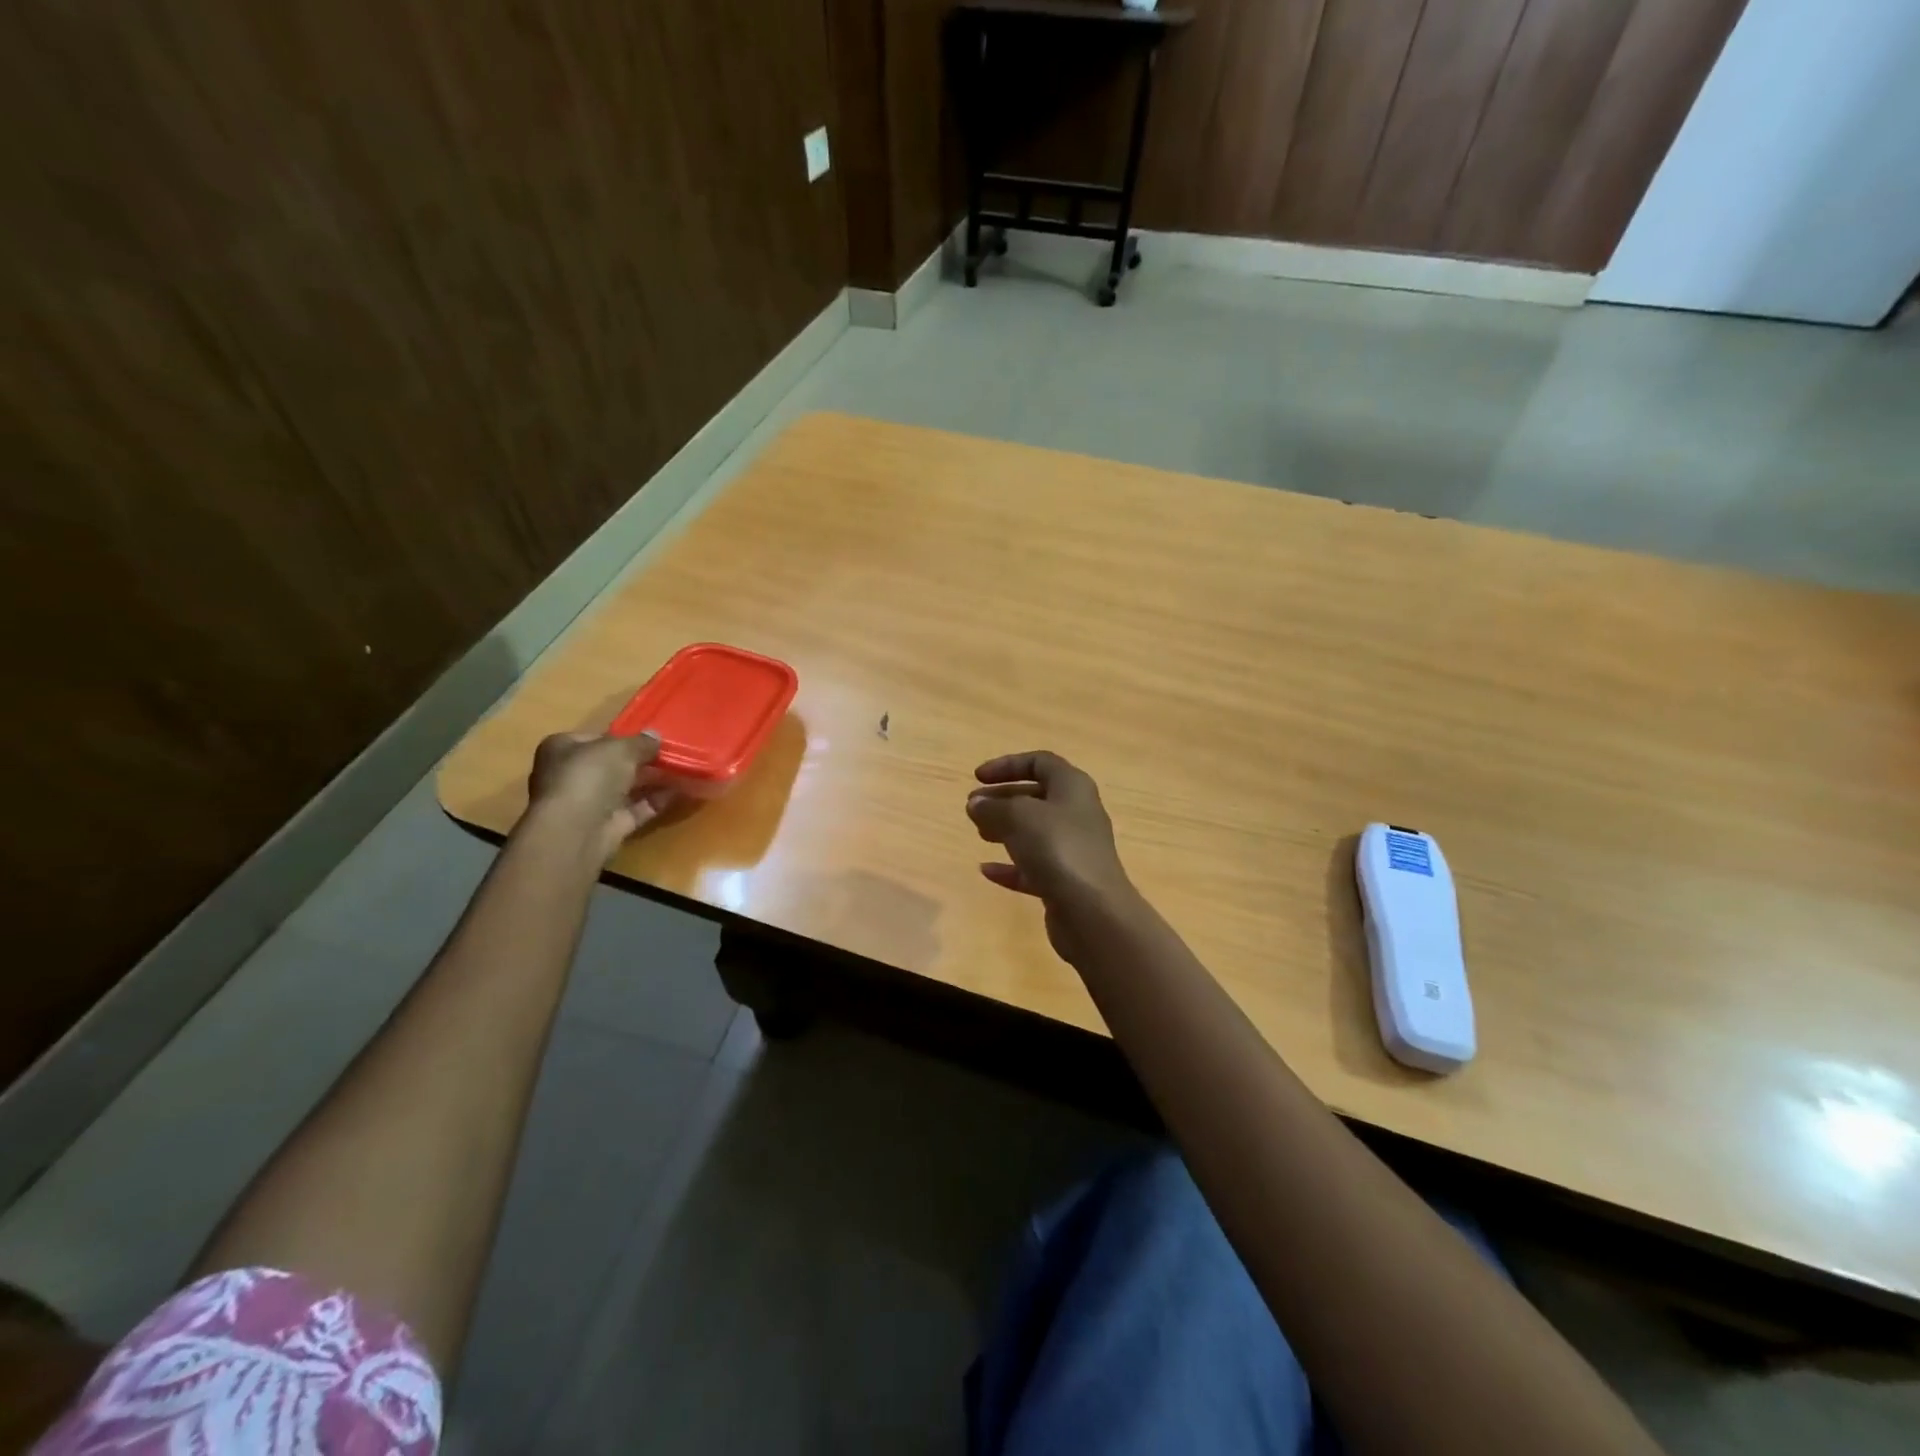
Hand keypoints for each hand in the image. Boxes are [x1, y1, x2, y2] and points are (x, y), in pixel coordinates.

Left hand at [526, 731, 673, 858]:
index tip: (650, 739)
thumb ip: (641, 742)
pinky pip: (637, 809)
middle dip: (642, 761)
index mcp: (562, 749)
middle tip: (672, 754)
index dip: (623, 737)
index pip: (595, 739)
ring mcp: (589, 803)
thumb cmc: (590, 775)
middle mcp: (572, 775)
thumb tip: (655, 737)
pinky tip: (682, 791)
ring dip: (653, 780)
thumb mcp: (621, 748)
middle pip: (612, 765)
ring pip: (626, 788)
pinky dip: (657, 801)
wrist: (577, 830)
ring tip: (683, 770)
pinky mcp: (607, 826)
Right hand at [967, 751, 1138, 961]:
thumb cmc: (1057, 849)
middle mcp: (1077, 813)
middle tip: (973, 807)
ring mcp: (1074, 849)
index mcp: (1072, 787)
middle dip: (1003, 798)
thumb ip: (993, 807)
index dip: (1007, 765)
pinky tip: (986, 870)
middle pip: (1037, 796)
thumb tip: (977, 803)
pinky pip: (1034, 866)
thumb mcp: (1018, 817)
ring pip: (1035, 831)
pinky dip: (1011, 866)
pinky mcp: (1067, 880)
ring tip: (979, 833)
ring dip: (1005, 829)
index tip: (977, 778)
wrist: (1093, 911)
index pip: (1040, 762)